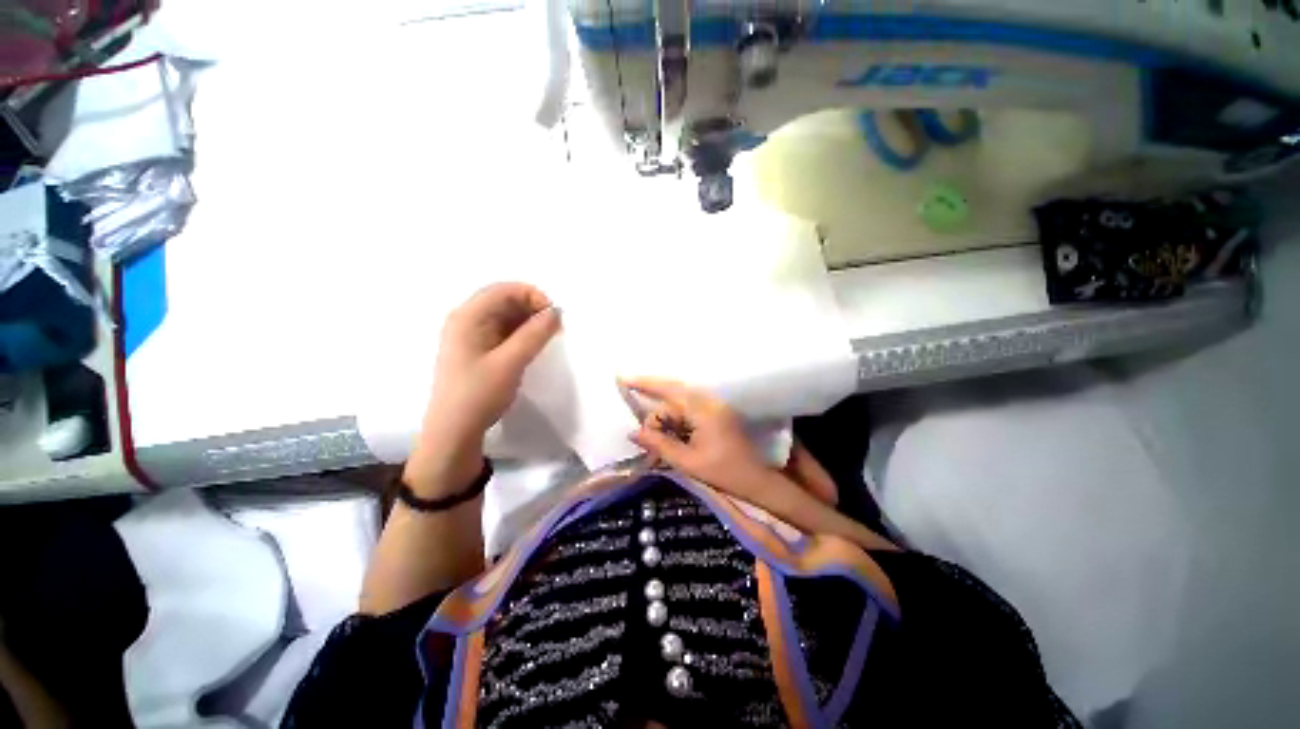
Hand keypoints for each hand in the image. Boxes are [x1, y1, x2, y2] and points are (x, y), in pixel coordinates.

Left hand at [412, 283, 560, 484]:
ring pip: (506, 316)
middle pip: (504, 300)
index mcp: (468, 317)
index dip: (533, 296)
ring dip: (529, 321)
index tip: (555, 315)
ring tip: (549, 337)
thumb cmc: (479, 393)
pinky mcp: (478, 349)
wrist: (454, 431)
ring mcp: (471, 335)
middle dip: (533, 308)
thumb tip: (556, 312)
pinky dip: (521, 333)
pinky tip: (534, 345)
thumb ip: (535, 334)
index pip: (504, 290)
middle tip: (556, 327)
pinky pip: (503, 331)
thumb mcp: (511, 362)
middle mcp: (467, 320)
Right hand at [623, 378, 769, 497]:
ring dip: (665, 417)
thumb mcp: (687, 462)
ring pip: (680, 402)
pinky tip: (671, 434)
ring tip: (656, 438)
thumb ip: (660, 445)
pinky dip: (676, 419)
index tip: (624, 378)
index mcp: (703, 410)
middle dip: (655, 410)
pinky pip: (689, 408)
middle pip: (673, 394)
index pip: (669, 390)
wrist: (757, 480)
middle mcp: (710, 401)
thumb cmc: (724, 473)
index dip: (645, 383)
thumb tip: (634, 433)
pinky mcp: (716, 412)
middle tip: (643, 431)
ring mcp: (715, 406)